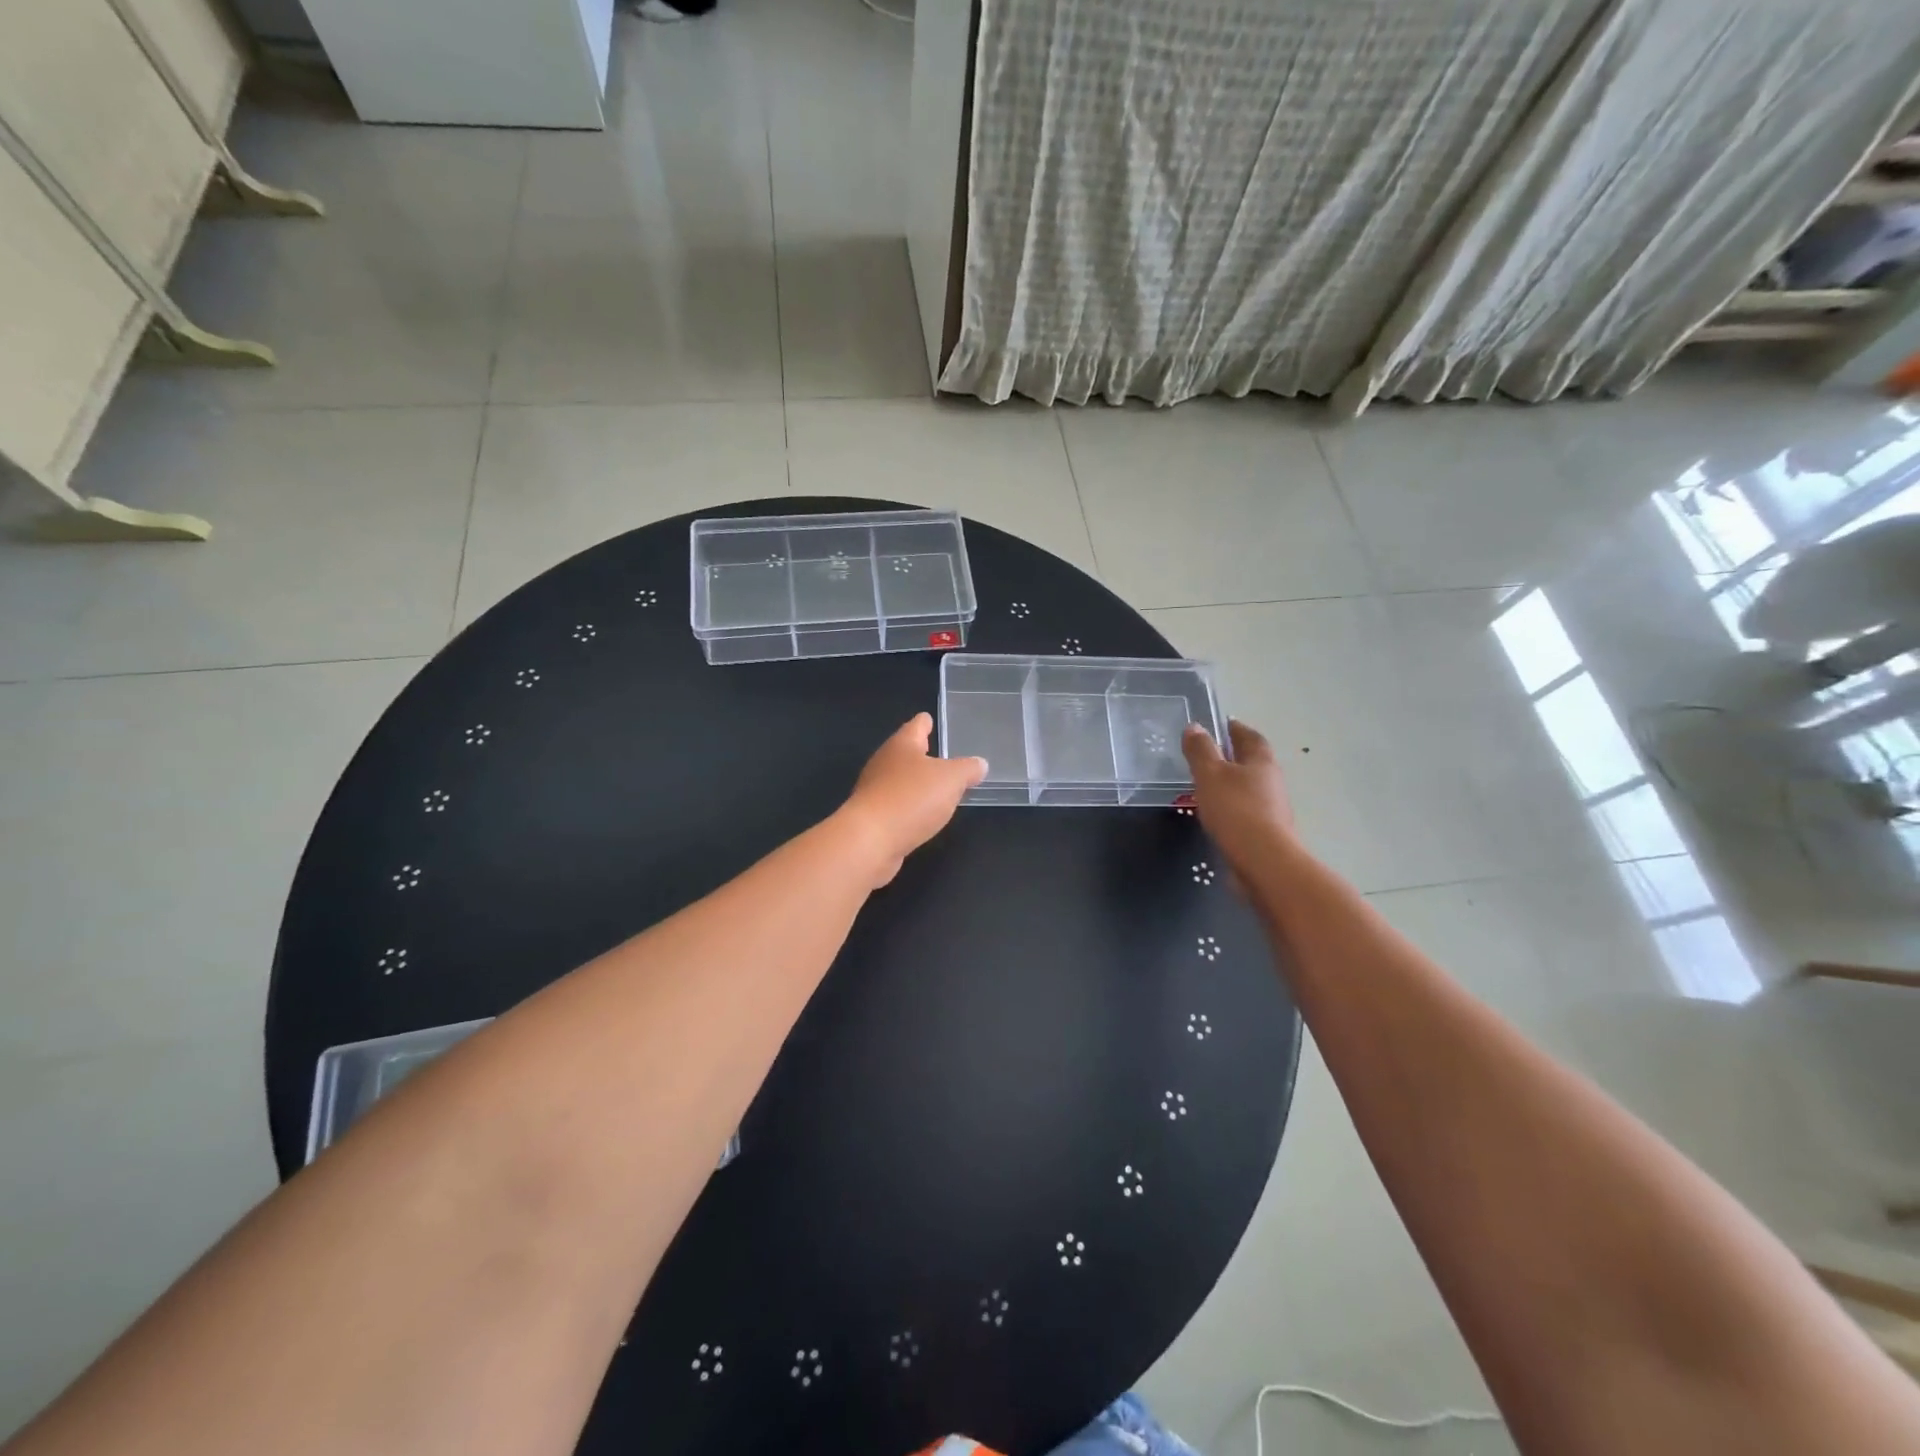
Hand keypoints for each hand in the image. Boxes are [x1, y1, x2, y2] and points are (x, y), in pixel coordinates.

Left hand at [840, 713, 986, 886]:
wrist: (869, 841)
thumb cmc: (911, 798)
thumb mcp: (951, 780)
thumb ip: (967, 769)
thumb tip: (979, 764)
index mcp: (902, 745)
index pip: (916, 725)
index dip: (925, 722)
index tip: (929, 719)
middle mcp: (884, 762)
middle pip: (904, 752)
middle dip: (921, 754)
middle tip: (941, 755)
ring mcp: (874, 790)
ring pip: (899, 779)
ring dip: (915, 782)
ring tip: (936, 787)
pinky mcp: (871, 816)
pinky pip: (895, 804)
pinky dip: (908, 806)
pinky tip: (921, 815)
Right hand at [1182, 719, 1297, 875]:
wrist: (1263, 862)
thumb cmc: (1236, 810)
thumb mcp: (1210, 774)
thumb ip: (1201, 750)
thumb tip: (1195, 726)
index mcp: (1261, 761)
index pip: (1249, 736)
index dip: (1234, 729)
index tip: (1219, 725)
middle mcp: (1271, 781)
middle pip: (1252, 761)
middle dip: (1232, 756)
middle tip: (1207, 754)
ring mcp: (1271, 808)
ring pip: (1248, 787)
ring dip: (1231, 783)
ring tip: (1205, 785)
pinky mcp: (1265, 832)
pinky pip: (1245, 810)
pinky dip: (1230, 806)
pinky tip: (1214, 814)